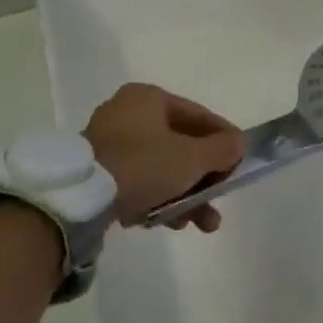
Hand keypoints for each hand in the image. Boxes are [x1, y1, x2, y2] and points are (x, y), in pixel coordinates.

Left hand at [84, 83, 243, 230]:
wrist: (82, 197)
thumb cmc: (143, 164)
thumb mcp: (191, 158)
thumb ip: (222, 150)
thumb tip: (239, 143)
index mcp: (148, 98)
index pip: (198, 115)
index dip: (224, 140)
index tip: (240, 162)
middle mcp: (127, 113)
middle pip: (180, 145)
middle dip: (204, 178)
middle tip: (219, 200)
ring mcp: (109, 143)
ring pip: (160, 168)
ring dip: (185, 196)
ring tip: (200, 224)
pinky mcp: (98, 171)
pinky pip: (139, 181)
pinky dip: (157, 199)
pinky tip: (169, 223)